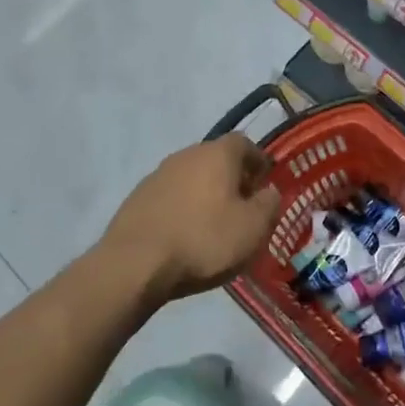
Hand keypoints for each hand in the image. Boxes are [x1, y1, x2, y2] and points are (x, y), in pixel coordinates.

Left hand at [102, 134, 281, 301]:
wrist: (135, 263)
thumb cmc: (204, 240)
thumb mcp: (253, 228)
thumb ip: (269, 204)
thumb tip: (269, 192)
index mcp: (217, 154)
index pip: (244, 143)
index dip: (257, 161)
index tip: (264, 183)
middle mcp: (186, 154)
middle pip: (216, 158)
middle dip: (231, 178)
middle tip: (242, 206)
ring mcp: (157, 174)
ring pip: (191, 177)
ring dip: (205, 193)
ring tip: (213, 224)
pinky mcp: (137, 198)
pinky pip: (170, 196)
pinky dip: (182, 208)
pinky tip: (185, 234)